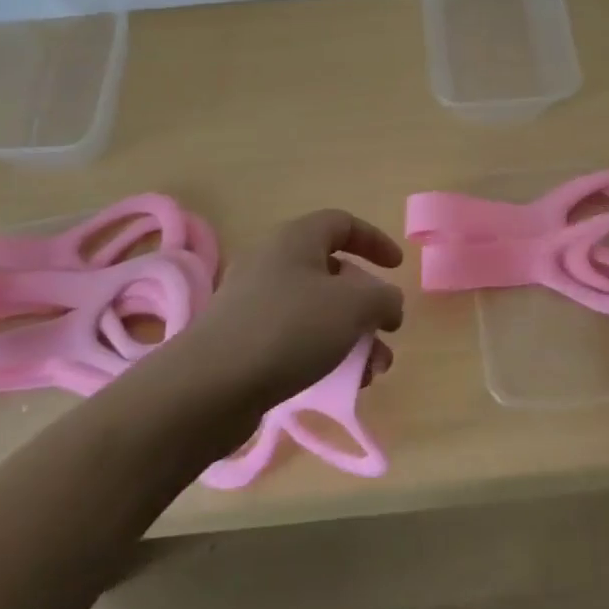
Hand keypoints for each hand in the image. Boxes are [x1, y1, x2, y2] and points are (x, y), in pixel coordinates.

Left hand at [172, 209, 405, 413]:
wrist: (210, 385)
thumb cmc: (289, 329)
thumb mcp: (354, 307)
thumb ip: (383, 298)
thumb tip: (387, 303)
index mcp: (296, 238)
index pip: (342, 223)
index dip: (375, 241)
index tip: (397, 268)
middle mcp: (272, 261)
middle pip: (332, 272)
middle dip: (366, 305)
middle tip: (385, 334)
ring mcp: (253, 301)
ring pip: (316, 310)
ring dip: (350, 336)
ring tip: (370, 373)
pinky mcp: (242, 338)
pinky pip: (293, 336)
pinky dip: (321, 353)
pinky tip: (336, 384)